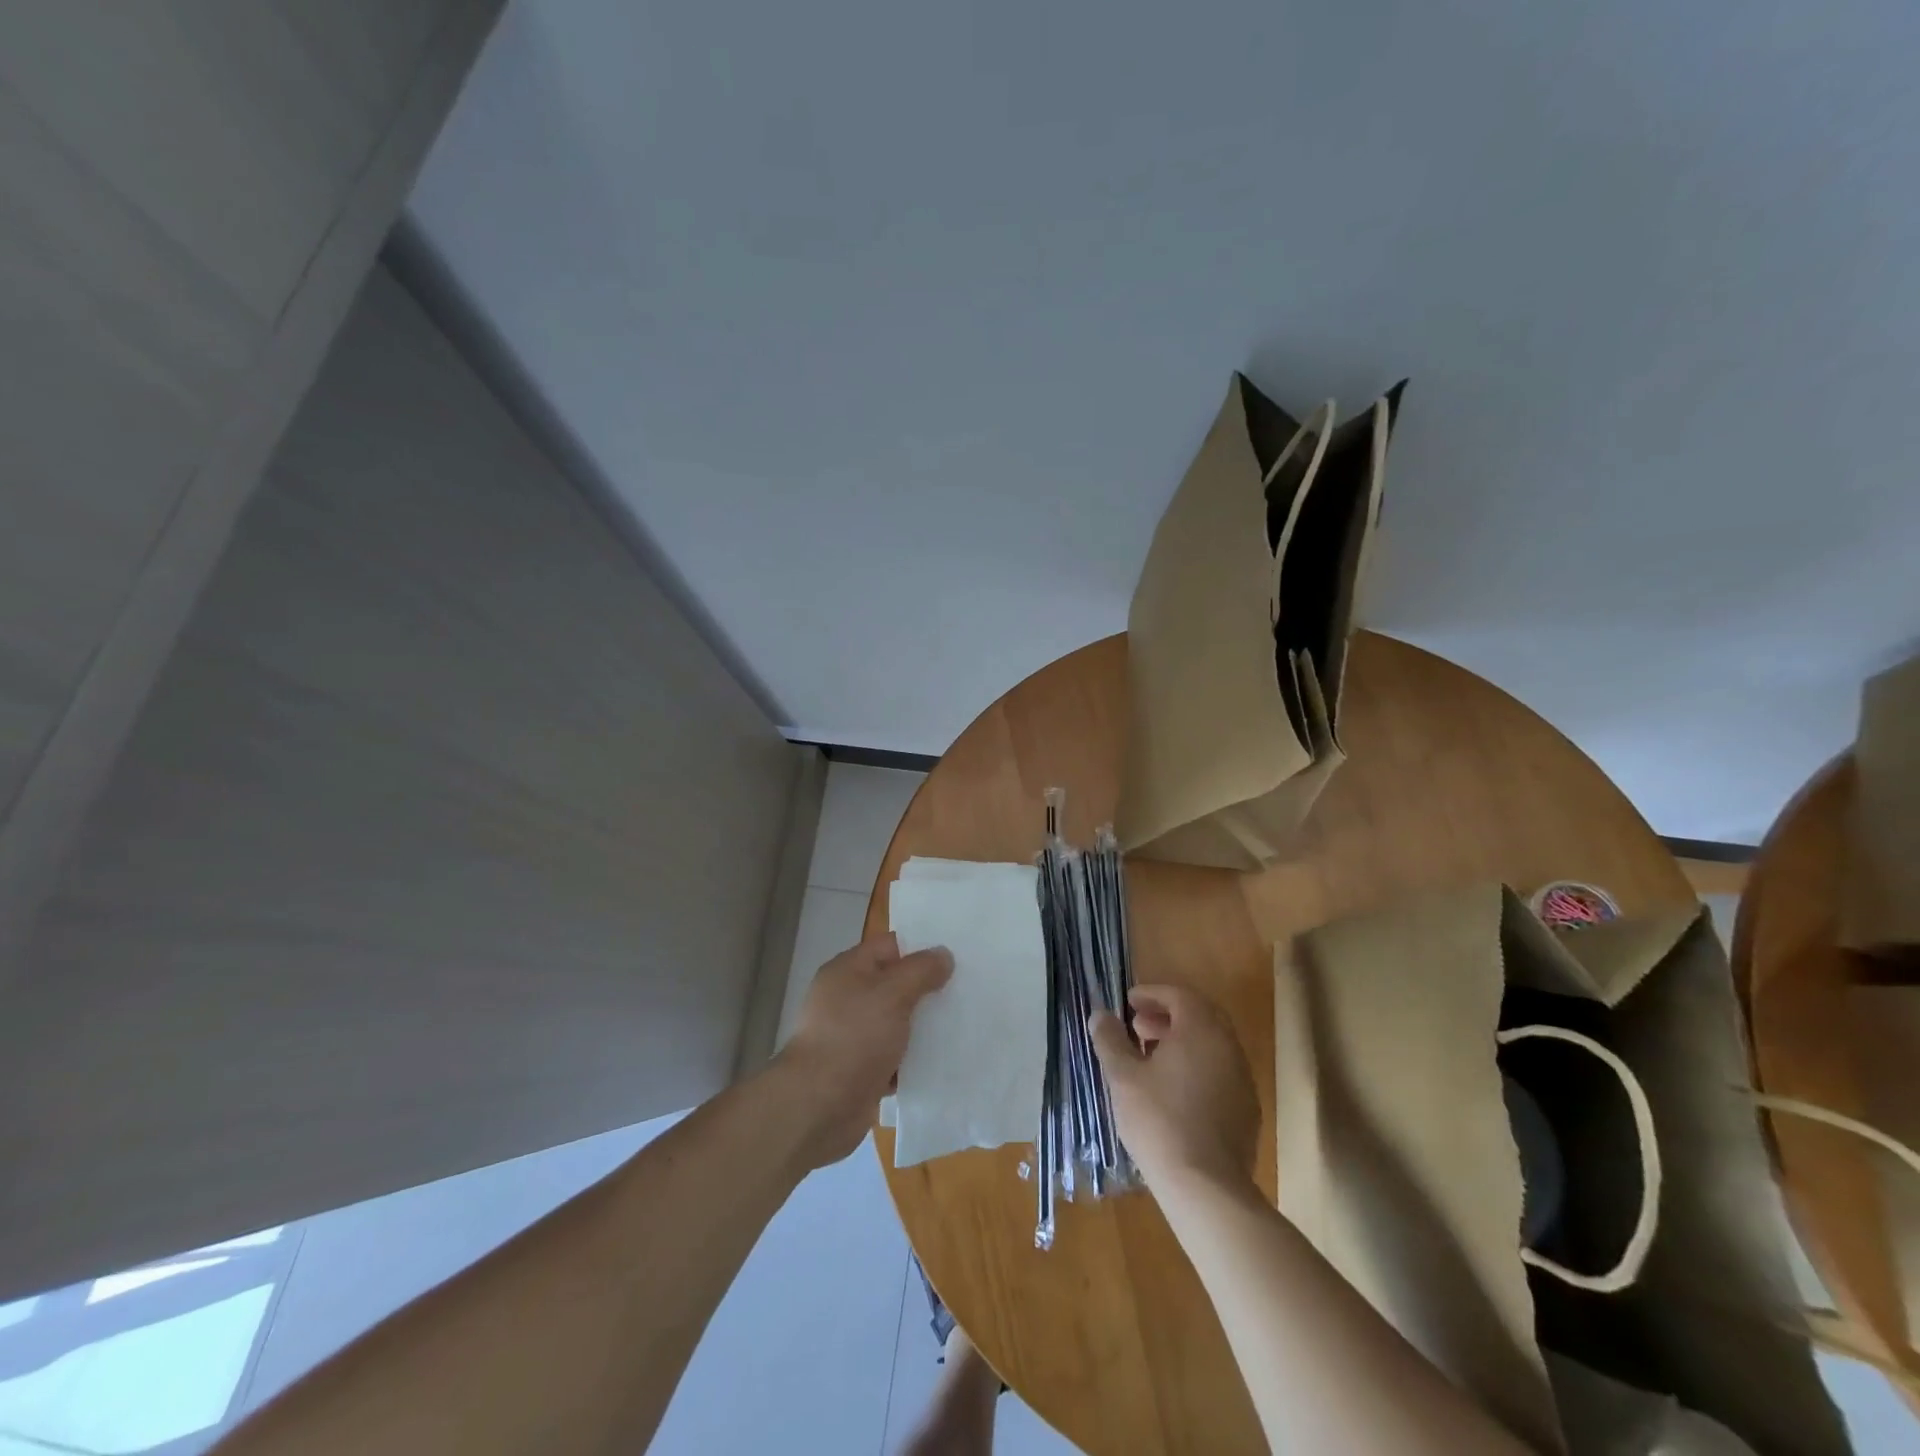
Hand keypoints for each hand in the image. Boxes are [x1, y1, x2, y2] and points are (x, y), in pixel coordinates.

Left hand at [774, 933, 951, 1168]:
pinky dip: (912, 1060)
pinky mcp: (859, 1070)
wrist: (818, 1107)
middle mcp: (847, 999)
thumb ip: (920, 970)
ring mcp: (851, 1036)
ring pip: (896, 1023)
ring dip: (922, 1027)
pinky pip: (893, 1057)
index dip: (922, 949)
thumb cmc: (854, 1037)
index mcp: (847, 970)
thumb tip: (943, 954)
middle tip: (966, 991)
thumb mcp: (892, 993)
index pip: (890, 946)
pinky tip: (942, 1061)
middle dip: (927, 989)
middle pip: (894, 984)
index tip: (957, 957)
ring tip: (962, 1026)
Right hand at [1090, 984, 1259, 1192]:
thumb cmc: (1159, 1121)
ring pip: (1211, 1046)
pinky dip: (1197, 1068)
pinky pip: (1220, 1073)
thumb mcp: (1123, 1077)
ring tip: (1151, 1060)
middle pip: (1199, 1017)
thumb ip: (1110, 1040)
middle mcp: (1228, 1047)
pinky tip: (1175, 1093)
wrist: (1207, 1187)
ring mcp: (1243, 1079)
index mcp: (1201, 1030)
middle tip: (1138, 1027)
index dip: (1152, 994)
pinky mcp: (1247, 1110)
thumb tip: (1101, 1015)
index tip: (1129, 1003)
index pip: (1179, 995)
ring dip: (1182, 1043)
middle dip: (1167, 1016)